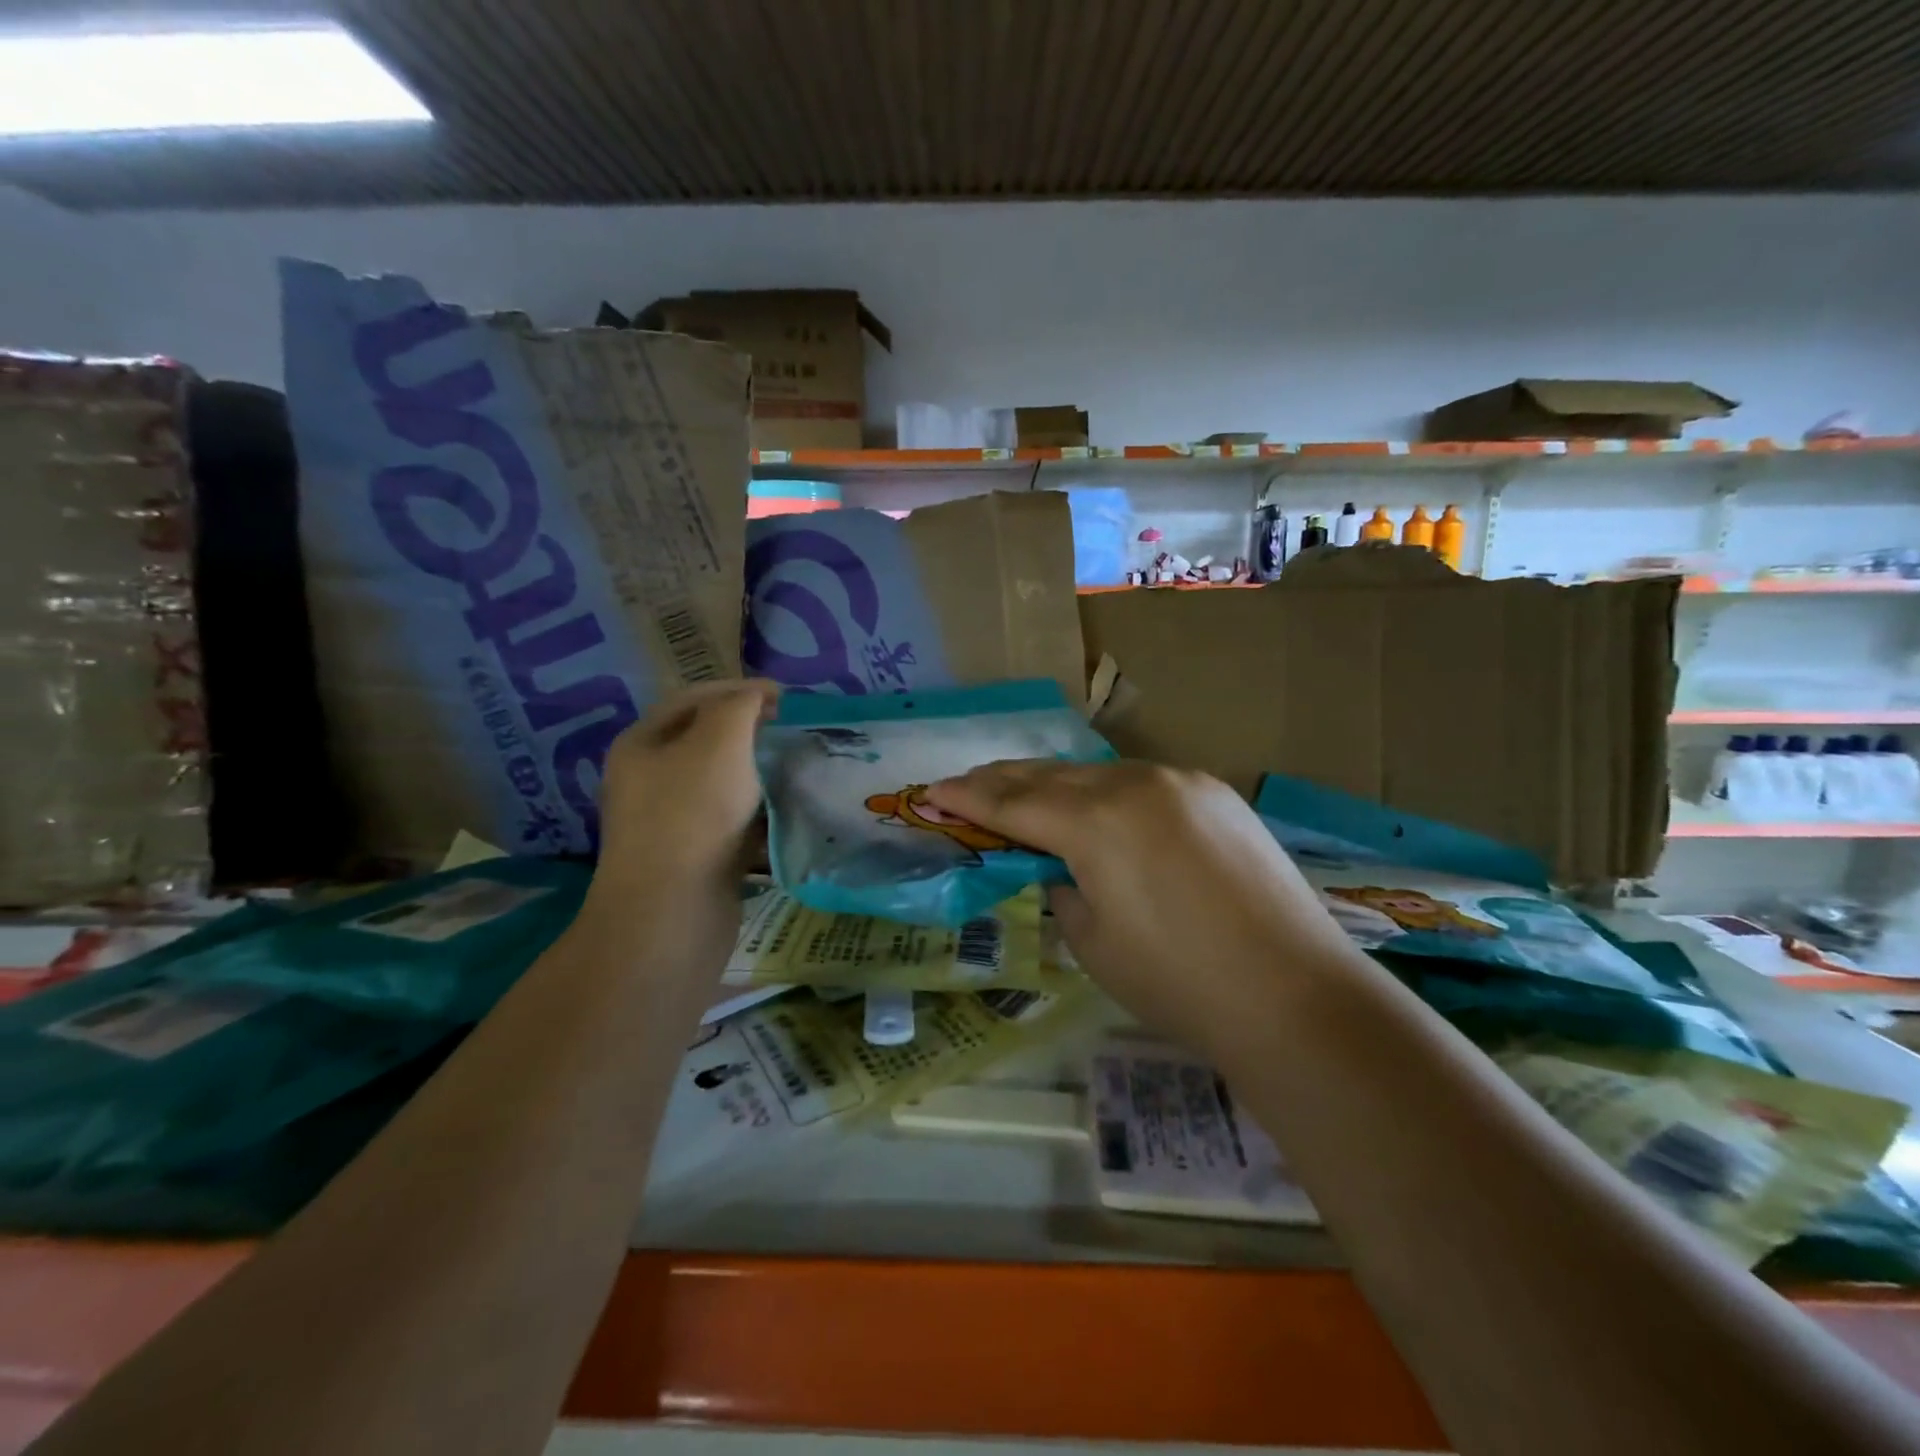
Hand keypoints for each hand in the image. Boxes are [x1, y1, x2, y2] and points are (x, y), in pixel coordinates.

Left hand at [593, 679, 778, 899]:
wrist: (672, 912)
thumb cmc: (693, 814)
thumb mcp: (719, 741)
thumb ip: (740, 706)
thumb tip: (756, 695)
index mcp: (643, 743)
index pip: (693, 698)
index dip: (739, 689)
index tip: (785, 697)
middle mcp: (650, 779)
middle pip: (707, 741)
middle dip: (752, 733)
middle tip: (792, 732)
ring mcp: (670, 821)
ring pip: (723, 785)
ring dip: (760, 775)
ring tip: (798, 770)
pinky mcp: (694, 857)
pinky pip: (732, 823)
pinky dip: (759, 815)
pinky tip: (788, 815)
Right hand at [925, 761, 1354, 1054]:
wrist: (1293, 994)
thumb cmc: (1177, 982)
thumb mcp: (1092, 941)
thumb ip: (1062, 888)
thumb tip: (1062, 866)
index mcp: (1094, 823)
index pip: (1012, 804)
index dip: (967, 798)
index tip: (931, 792)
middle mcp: (1133, 784)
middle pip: (1051, 776)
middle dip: (1002, 781)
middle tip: (965, 784)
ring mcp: (1180, 782)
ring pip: (1098, 774)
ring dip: (1056, 784)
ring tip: (1025, 793)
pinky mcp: (1215, 794)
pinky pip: (1142, 783)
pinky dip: (1108, 793)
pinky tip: (1100, 808)